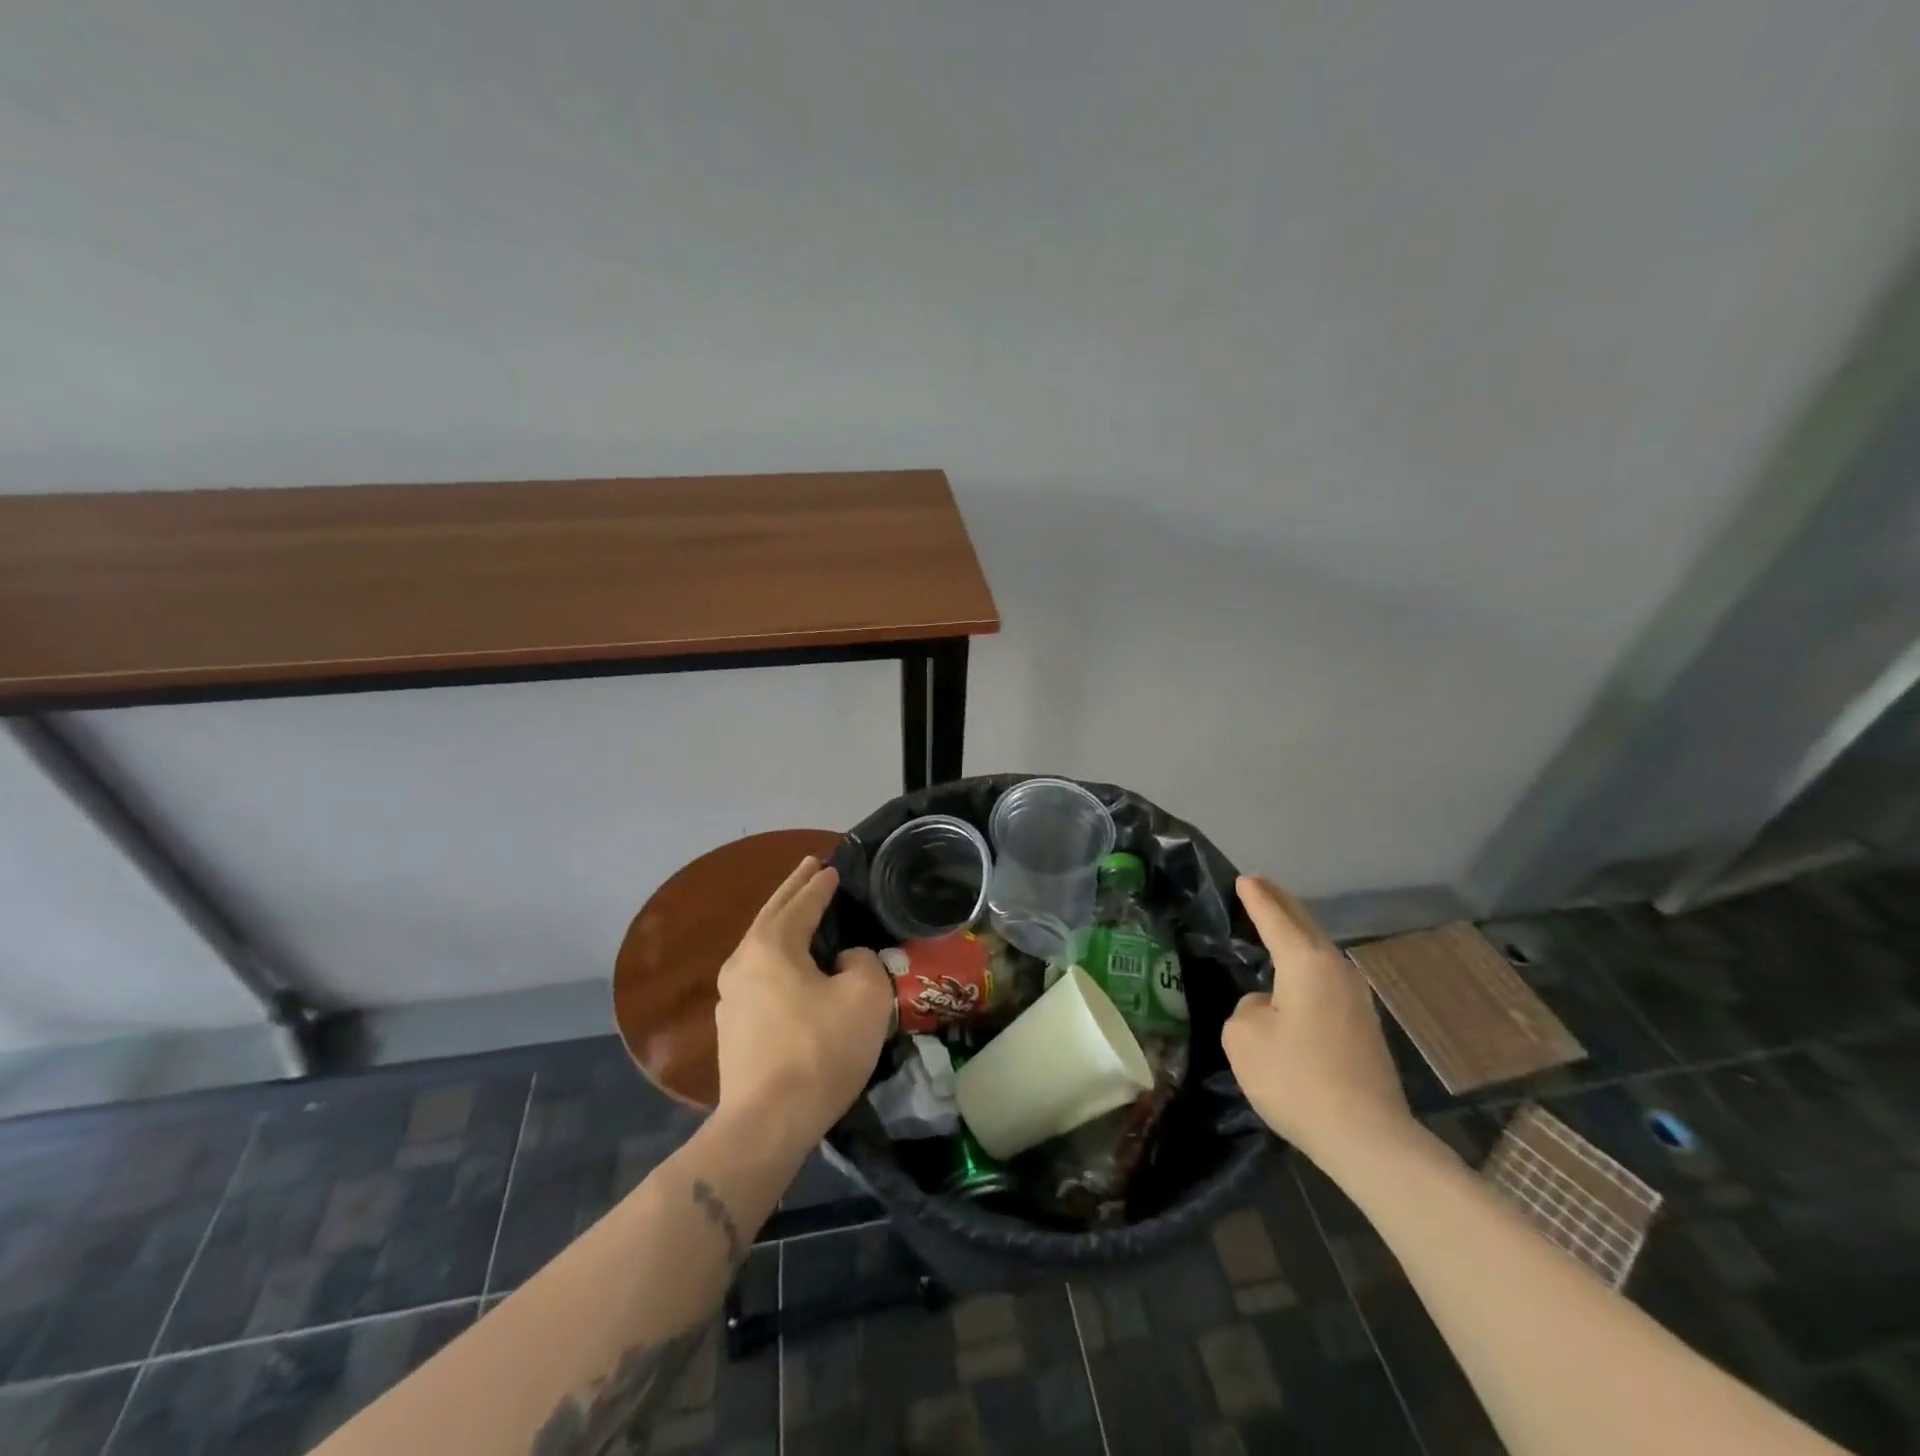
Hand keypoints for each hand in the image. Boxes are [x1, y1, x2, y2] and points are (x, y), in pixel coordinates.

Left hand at [714, 856, 892, 1144]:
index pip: (803, 902)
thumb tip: (845, 959)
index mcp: (772, 945)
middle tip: (810, 865)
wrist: (767, 1123)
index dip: (821, 884)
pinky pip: (759, 972)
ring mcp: (731, 995)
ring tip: (800, 907)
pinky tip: (788, 962)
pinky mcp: (733, 1025)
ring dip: (782, 920)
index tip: (834, 866)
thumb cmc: (820, 1050)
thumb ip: (862, 961)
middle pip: (773, 913)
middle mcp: (743, 960)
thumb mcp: (865, 996)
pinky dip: (777, 953)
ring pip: (761, 943)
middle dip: (794, 888)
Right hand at [1221, 875, 1414, 1164]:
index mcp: (1306, 963)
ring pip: (1320, 951)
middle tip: (1260, 887)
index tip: (1244, 878)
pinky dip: (1307, 963)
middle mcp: (1336, 971)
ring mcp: (1357, 999)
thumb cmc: (1297, 1078)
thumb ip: (1247, 1009)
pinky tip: (1296, 976)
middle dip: (1282, 904)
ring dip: (1297, 934)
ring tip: (1276, 924)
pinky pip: (1327, 978)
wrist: (1367, 1138)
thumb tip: (1268, 1008)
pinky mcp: (1364, 1027)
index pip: (1275, 918)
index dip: (1256, 897)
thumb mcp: (1244, 1038)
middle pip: (1306, 926)